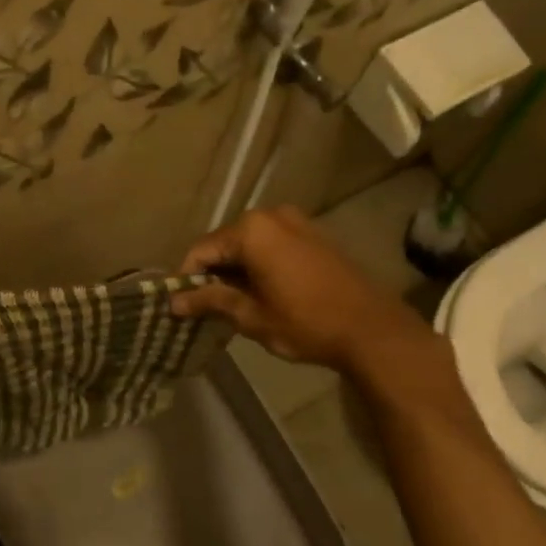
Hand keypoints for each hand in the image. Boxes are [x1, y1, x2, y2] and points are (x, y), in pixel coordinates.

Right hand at [171, 206, 428, 377]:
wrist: (371, 329)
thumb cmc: (305, 323)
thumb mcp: (251, 316)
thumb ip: (211, 301)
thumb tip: (174, 302)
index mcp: (251, 231)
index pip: (202, 251)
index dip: (187, 279)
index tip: (181, 307)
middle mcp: (271, 216)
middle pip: (226, 244)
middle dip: (213, 274)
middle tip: (206, 309)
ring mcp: (297, 222)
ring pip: (250, 245)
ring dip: (237, 271)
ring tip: (233, 305)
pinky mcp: (314, 235)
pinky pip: (273, 246)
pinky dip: (260, 266)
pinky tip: (262, 294)